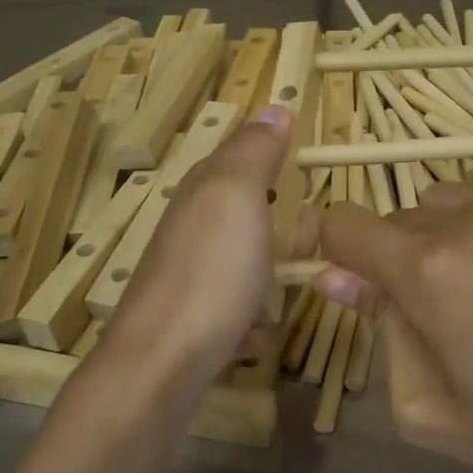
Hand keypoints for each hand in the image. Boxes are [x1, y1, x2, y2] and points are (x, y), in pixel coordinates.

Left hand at [102, 105, 291, 385]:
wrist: (162, 366)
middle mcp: (192, 231)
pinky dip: (253, 324)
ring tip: (281, 297)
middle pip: (248, 216)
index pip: (239, 157)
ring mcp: (192, 278)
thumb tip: (274, 106)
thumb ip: (253, 152)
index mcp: (202, 193)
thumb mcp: (236, 197)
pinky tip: (255, 335)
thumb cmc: (209, 273)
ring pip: (248, 267)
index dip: (273, 158)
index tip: (310, 173)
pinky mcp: (196, 322)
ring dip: (271, 285)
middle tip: (310, 244)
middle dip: (281, 231)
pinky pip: (240, 312)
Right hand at [317, 185, 472, 472]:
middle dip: (398, 257)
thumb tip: (337, 278)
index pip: (344, 225)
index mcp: (428, 271)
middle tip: (435, 311)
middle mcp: (472, 220)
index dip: (331, 249)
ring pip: (451, 203)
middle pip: (400, 217)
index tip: (348, 278)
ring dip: (446, 238)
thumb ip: (378, 330)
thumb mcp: (425, 406)